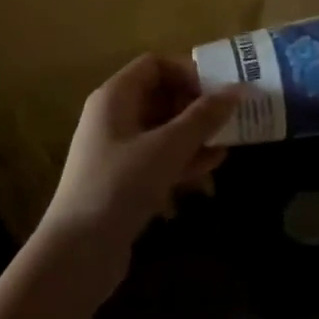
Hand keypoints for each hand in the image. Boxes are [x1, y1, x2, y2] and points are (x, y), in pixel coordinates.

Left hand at [43, 54, 238, 258]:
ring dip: (195, 132)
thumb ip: (204, 116)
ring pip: (163, 128)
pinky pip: (159, 156)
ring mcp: (117, 150)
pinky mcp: (124, 179)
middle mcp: (113, 117)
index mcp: (115, 97)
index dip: (187, 72)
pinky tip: (213, 165)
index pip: (155, 65)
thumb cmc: (121, 185)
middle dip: (197, 103)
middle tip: (229, 116)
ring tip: (229, 140)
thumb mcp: (168, 147)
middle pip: (161, 95)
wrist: (78, 253)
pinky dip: (185, 156)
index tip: (217, 90)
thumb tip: (239, 89)